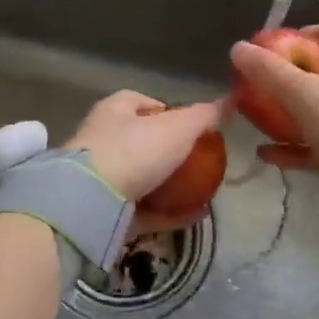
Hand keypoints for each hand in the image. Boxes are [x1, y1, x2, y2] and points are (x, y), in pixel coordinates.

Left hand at [65, 91, 225, 232]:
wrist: (91, 202)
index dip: (169, 112)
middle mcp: (102, 139)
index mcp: (114, 110)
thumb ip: (204, 116)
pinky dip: (166, 212)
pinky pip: (141, 209)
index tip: (194, 129)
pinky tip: (192, 216)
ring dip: (169, 186)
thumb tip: (228, 103)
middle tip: (199, 164)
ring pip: (141, 178)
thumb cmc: (135, 151)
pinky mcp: (102, 209)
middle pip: (142, 142)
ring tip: (201, 192)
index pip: (144, 103)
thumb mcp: (178, 128)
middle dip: (169, 153)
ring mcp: (99, 177)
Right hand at [230, 20, 318, 237]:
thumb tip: (237, 48)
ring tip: (263, 119)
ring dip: (295, 113)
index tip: (277, 49)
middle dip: (295, 77)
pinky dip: (301, 146)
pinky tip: (270, 154)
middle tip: (265, 85)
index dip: (306, 33)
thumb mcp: (307, 96)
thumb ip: (270, 72)